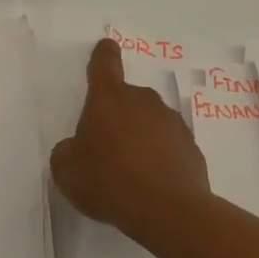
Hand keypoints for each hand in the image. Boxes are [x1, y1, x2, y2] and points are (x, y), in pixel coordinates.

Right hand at [50, 39, 210, 239]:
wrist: (167, 210)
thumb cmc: (108, 180)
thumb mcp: (67, 169)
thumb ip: (68, 151)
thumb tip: (78, 149)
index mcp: (108, 99)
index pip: (104, 65)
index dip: (103, 55)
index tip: (106, 46)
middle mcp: (142, 101)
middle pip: (127, 98)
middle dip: (118, 115)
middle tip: (106, 146)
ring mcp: (171, 123)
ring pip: (150, 121)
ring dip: (140, 136)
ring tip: (129, 171)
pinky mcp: (191, 147)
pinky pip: (168, 146)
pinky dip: (160, 157)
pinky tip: (151, 183)